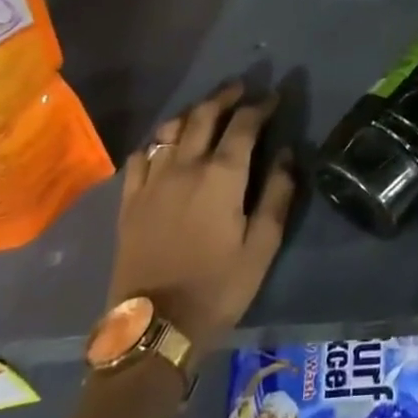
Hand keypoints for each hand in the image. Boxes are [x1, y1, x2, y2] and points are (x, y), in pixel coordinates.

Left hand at [107, 81, 296, 355]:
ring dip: (193, 112)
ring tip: (206, 109)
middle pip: (204, 115)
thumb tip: (287, 153)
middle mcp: (185, 166)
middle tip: (241, 88)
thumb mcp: (262, 246)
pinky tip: (165, 144)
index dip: (261, 106)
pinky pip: (141, 155)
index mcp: (221, 175)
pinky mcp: (129, 200)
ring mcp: (152, 181)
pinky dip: (158, 140)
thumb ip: (277, 194)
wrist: (154, 329)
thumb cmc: (217, 287)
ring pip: (171, 129)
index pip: (244, 124)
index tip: (274, 97)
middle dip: (225, 96)